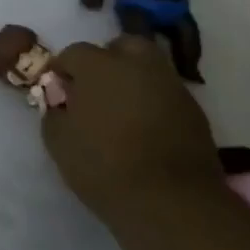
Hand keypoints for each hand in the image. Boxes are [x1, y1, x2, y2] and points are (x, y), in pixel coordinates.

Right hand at [41, 34, 225, 229]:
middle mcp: (137, 66)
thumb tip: (62, 104)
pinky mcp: (195, 113)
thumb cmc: (104, 166)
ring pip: (150, 68)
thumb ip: (54, 112)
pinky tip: (146, 128)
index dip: (63, 71)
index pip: (74, 53)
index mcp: (98, 66)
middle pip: (122, 45)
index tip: (60, 92)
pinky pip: (167, 95)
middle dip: (108, 59)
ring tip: (123, 109)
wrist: (172, 204)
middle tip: (98, 88)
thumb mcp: (58, 141)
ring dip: (135, 80)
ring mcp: (171, 87)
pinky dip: (155, 103)